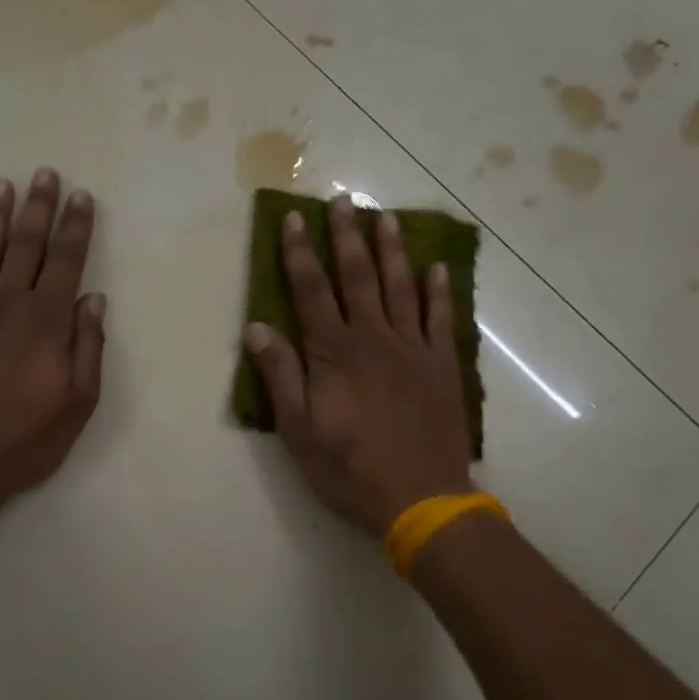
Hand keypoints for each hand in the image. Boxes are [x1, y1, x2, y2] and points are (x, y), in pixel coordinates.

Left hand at [0, 169, 105, 534]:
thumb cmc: (24, 441)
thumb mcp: (77, 405)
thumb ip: (88, 348)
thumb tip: (93, 300)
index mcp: (44, 323)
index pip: (65, 262)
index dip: (76, 227)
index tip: (82, 196)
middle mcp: (4, 305)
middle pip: (25, 245)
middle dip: (39, 207)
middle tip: (45, 173)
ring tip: (2, 185)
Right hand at [243, 199, 473, 537]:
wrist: (422, 499)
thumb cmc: (350, 469)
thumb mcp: (298, 431)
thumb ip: (280, 375)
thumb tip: (256, 327)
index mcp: (334, 353)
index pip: (311, 290)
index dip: (300, 252)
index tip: (295, 218)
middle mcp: (374, 338)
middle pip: (357, 276)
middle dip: (347, 236)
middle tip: (344, 200)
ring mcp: (413, 349)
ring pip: (401, 287)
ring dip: (391, 250)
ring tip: (386, 216)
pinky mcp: (442, 366)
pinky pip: (440, 318)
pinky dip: (438, 290)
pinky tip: (436, 267)